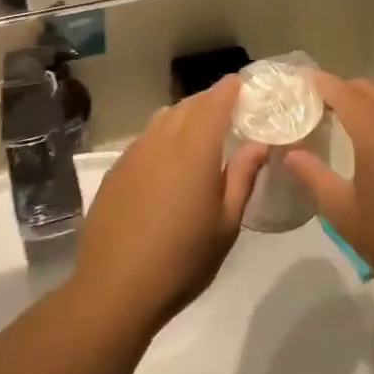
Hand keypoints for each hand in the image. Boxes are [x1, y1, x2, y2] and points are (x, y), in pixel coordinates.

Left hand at [74, 78, 266, 329]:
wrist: (115, 289)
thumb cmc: (182, 260)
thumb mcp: (226, 224)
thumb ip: (243, 177)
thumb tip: (259, 144)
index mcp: (194, 150)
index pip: (215, 102)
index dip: (231, 89)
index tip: (245, 83)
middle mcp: (161, 141)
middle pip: (188, 105)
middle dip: (210, 100)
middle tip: (230, 109)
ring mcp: (134, 154)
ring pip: (163, 118)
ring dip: (185, 115)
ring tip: (201, 132)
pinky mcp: (116, 171)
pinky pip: (145, 138)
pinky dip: (163, 135)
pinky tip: (169, 160)